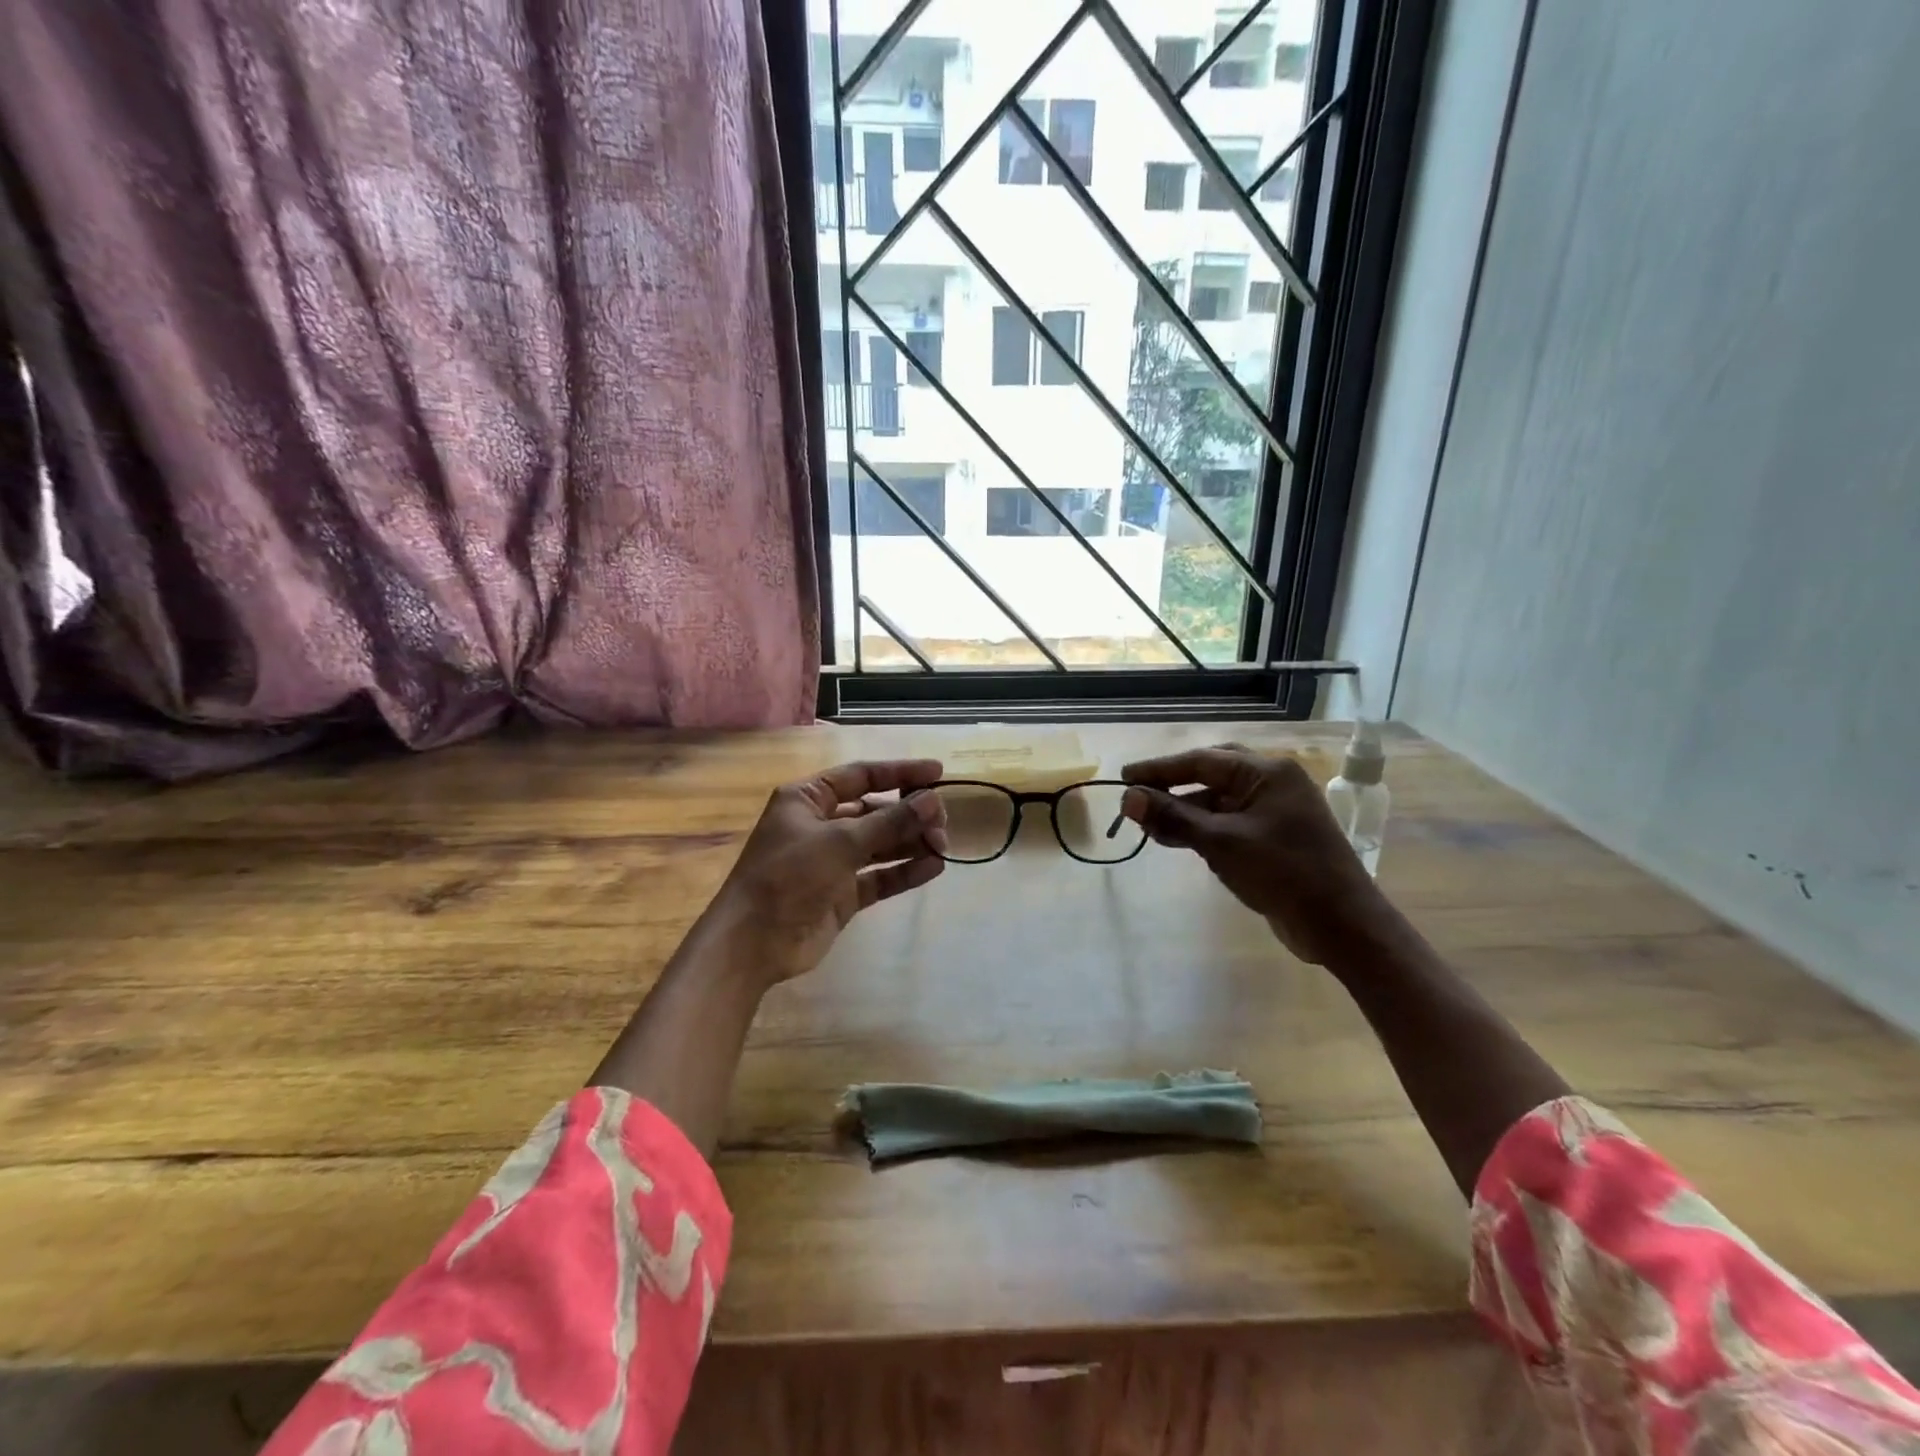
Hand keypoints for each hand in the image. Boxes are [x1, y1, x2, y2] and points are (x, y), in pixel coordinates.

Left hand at [712, 758, 948, 985]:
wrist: (753, 943)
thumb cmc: (789, 876)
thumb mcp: (840, 841)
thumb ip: (889, 821)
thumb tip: (931, 800)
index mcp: (809, 799)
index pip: (861, 776)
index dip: (900, 773)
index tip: (938, 773)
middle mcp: (822, 825)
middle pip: (875, 810)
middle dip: (909, 813)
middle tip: (942, 821)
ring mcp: (833, 861)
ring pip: (881, 844)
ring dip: (911, 842)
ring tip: (943, 845)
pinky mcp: (843, 894)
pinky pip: (880, 876)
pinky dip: (904, 871)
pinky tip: (933, 868)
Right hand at [1119, 745, 1388, 964]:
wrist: (1342, 926)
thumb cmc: (1283, 873)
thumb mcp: (1221, 843)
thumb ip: (1173, 818)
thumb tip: (1127, 798)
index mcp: (1267, 772)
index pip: (1201, 760)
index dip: (1159, 769)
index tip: (1124, 778)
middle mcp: (1273, 784)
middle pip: (1211, 774)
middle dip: (1173, 785)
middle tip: (1138, 797)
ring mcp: (1276, 812)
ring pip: (1219, 801)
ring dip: (1185, 812)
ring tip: (1150, 827)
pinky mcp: (1275, 838)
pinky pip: (1230, 823)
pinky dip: (1203, 830)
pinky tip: (1179, 841)